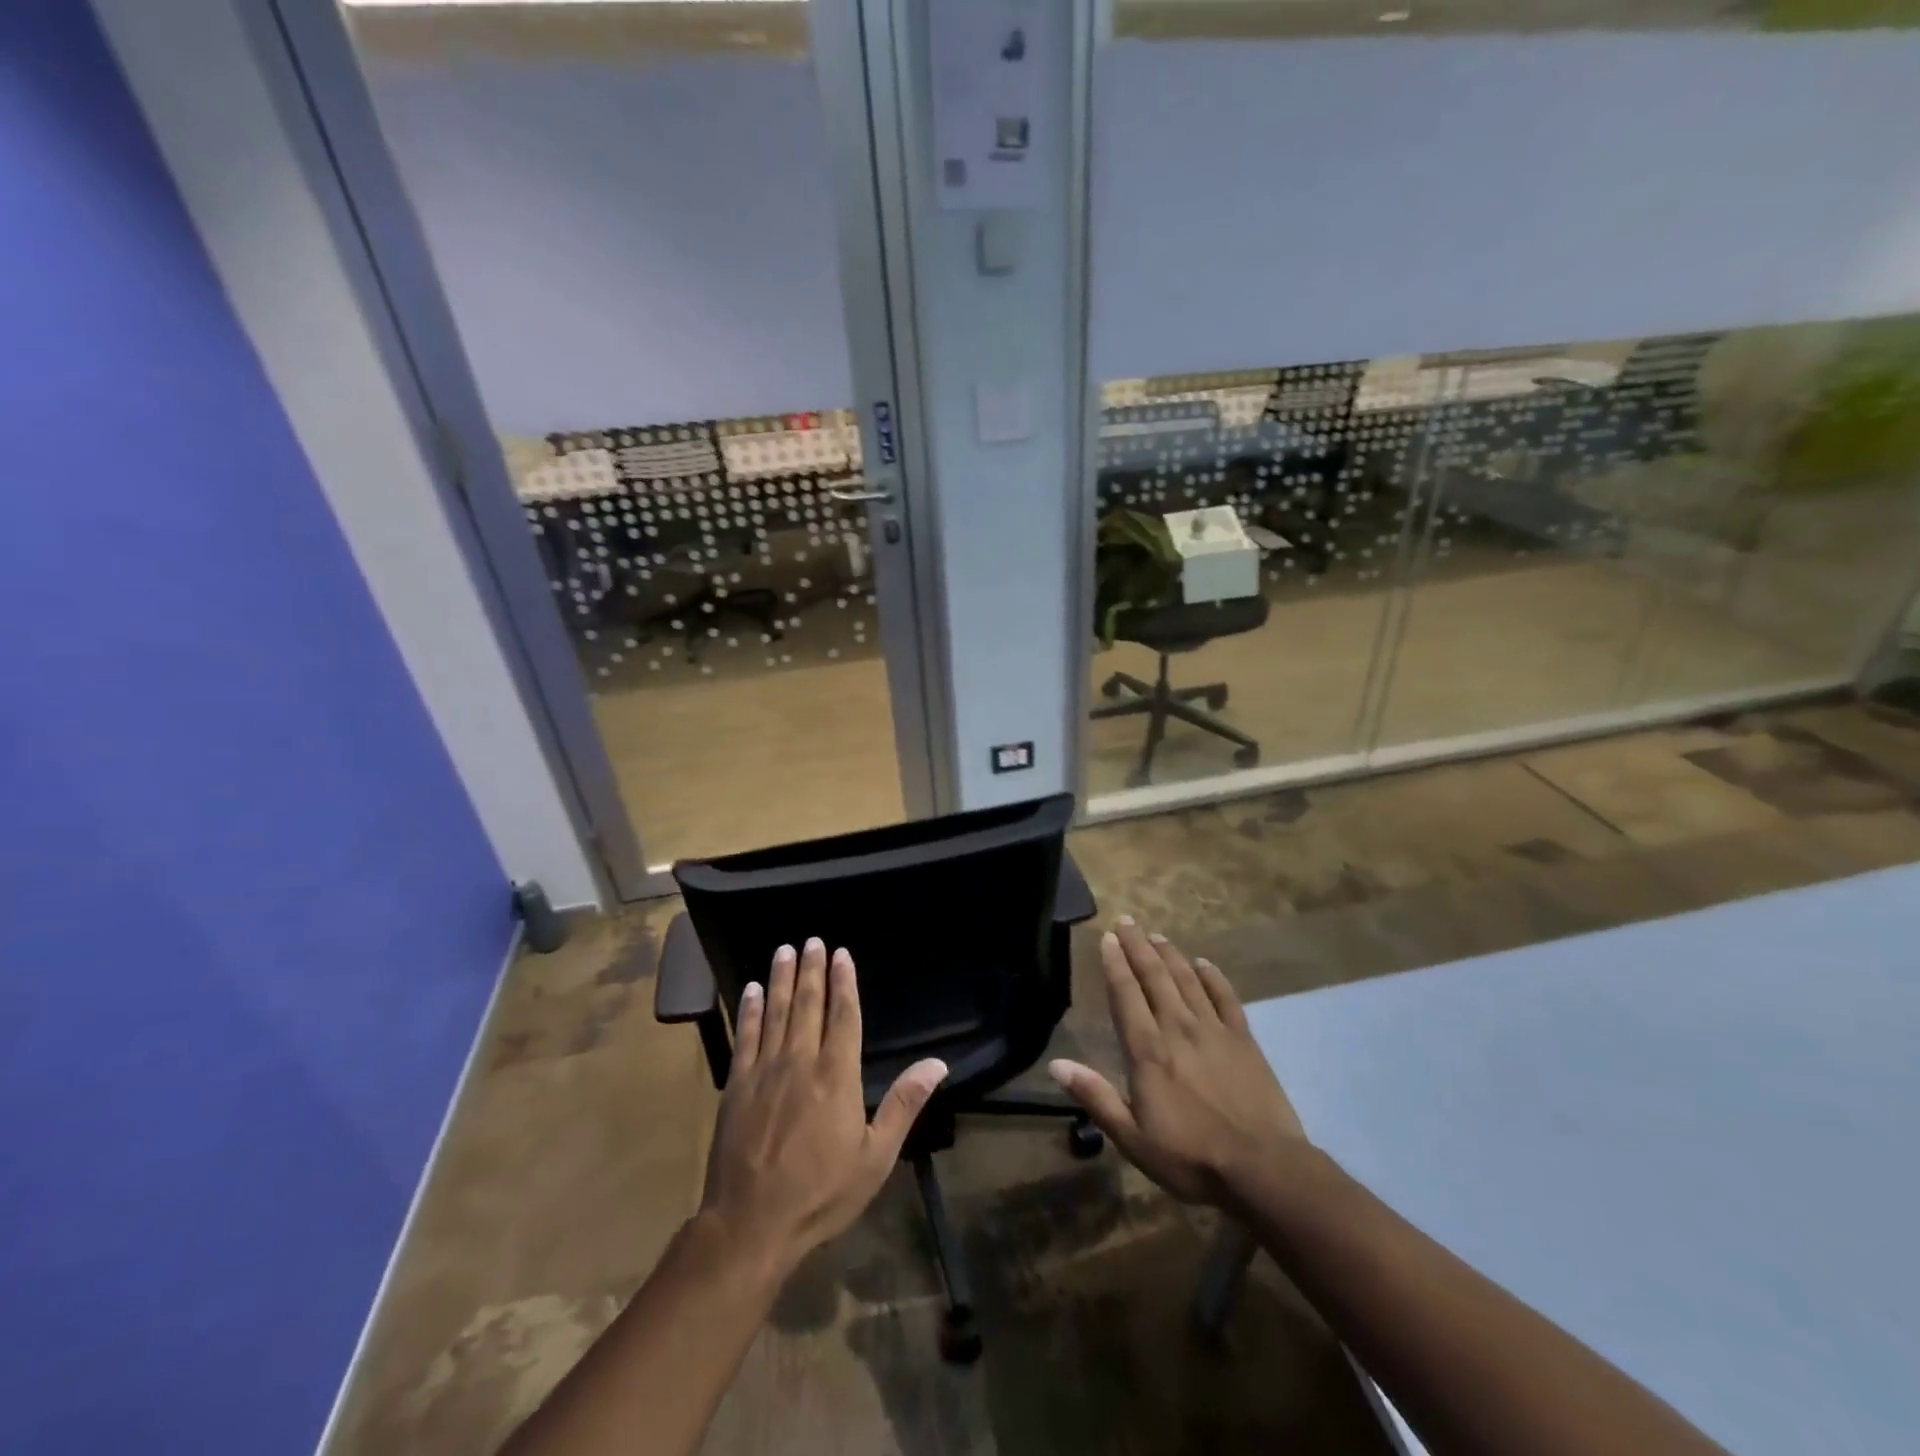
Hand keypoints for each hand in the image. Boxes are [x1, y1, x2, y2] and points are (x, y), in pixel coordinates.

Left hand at [698, 938, 946, 1272]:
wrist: (751, 1224)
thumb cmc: (821, 1193)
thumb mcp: (875, 1156)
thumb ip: (904, 1104)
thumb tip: (937, 1063)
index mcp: (837, 1075)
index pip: (843, 1015)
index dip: (843, 982)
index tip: (841, 954)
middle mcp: (800, 1062)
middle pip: (807, 1004)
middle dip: (811, 970)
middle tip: (812, 940)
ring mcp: (764, 1071)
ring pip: (775, 1012)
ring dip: (781, 978)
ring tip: (784, 950)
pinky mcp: (736, 1085)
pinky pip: (745, 1036)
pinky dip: (749, 1010)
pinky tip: (751, 989)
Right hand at [1050, 918, 1305, 1207]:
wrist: (1262, 1169)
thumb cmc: (1190, 1157)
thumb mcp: (1132, 1137)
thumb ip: (1095, 1096)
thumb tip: (1056, 1064)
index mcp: (1147, 1050)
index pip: (1126, 995)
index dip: (1115, 964)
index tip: (1108, 938)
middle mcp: (1177, 1028)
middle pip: (1155, 977)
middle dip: (1139, 947)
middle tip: (1127, 921)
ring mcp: (1214, 1030)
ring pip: (1187, 980)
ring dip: (1170, 955)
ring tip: (1157, 935)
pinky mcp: (1244, 1040)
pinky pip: (1226, 998)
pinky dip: (1214, 977)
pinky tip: (1204, 963)